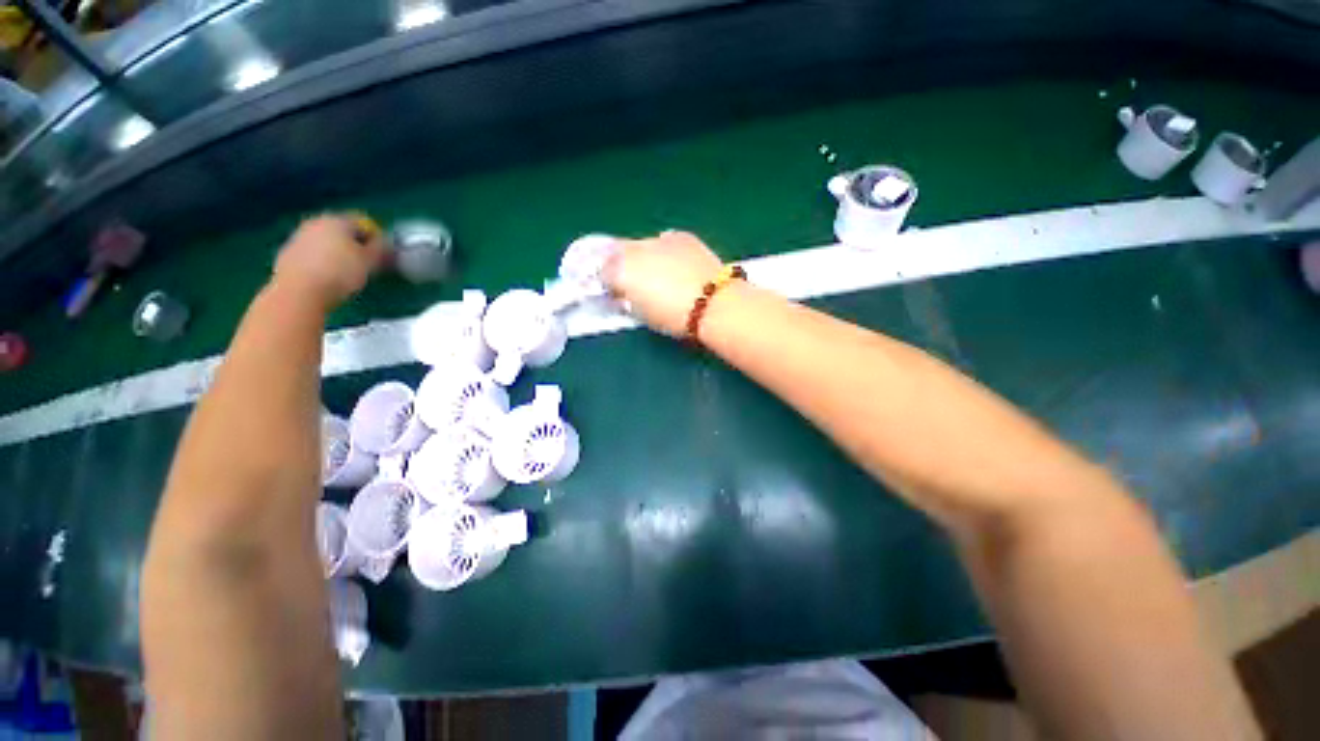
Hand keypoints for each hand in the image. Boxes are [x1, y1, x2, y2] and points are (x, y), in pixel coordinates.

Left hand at [272, 214, 385, 310]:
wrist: (299, 291)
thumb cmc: (341, 273)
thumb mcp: (370, 262)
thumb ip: (380, 249)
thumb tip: (385, 243)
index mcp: (337, 220)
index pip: (362, 222)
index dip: (375, 237)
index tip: (382, 254)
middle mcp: (315, 222)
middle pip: (341, 230)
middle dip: (354, 244)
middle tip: (365, 263)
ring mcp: (298, 237)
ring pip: (325, 241)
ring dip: (337, 252)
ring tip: (347, 272)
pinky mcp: (287, 254)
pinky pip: (311, 253)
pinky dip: (322, 261)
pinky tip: (328, 277)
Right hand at [604, 230, 724, 336]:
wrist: (715, 305)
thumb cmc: (675, 319)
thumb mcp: (643, 315)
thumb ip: (627, 300)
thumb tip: (623, 293)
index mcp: (623, 272)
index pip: (603, 271)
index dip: (607, 282)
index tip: (616, 293)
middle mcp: (635, 249)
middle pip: (618, 252)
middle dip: (621, 265)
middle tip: (633, 282)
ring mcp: (659, 239)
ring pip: (641, 244)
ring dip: (643, 256)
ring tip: (658, 273)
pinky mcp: (681, 237)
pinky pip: (664, 241)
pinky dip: (665, 251)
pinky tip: (675, 264)